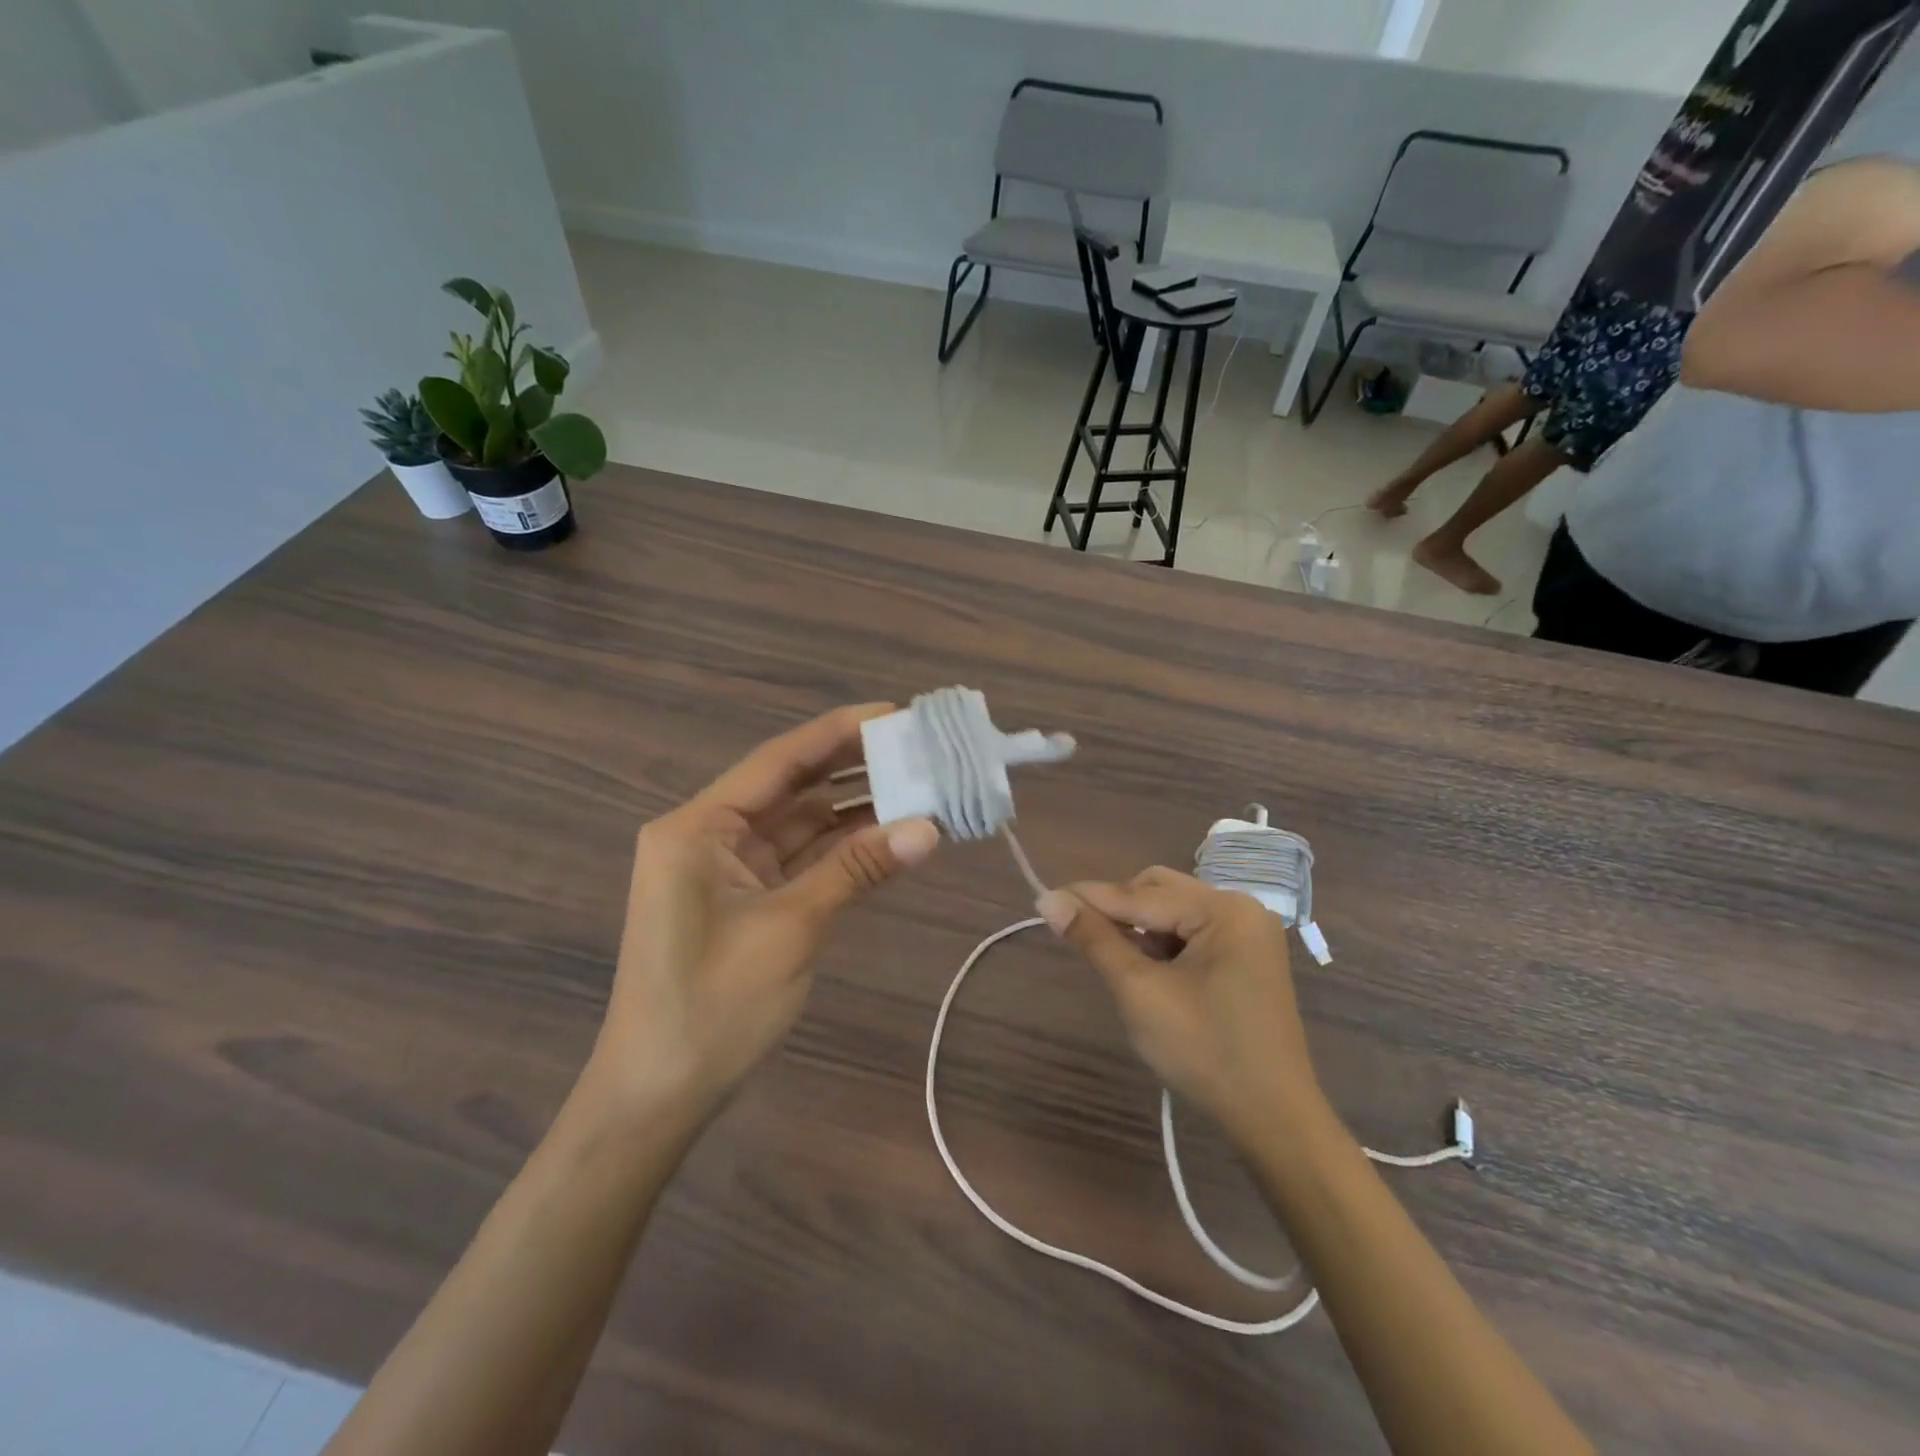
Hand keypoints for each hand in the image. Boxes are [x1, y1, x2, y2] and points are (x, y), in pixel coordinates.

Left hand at [584, 704, 939, 1116]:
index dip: (838, 732)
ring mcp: (727, 868)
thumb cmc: (712, 1007)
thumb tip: (929, 828)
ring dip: (853, 810)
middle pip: (791, 786)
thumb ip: (857, 870)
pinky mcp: (745, 899)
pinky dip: (841, 849)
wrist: (657, 1095)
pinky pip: (800, 859)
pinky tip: (888, 835)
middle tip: (917, 749)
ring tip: (918, 787)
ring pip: (800, 824)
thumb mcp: (790, 929)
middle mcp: (709, 835)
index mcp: (698, 827)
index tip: (894, 713)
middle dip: (852, 768)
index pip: (779, 761)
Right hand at [1038, 869, 1321, 1137]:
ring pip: (1174, 911)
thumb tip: (1048, 900)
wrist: (1273, 1119)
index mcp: (1223, 910)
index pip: (1141, 895)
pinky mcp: (1248, 957)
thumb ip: (1095, 939)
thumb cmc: (1204, 1052)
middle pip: (1160, 890)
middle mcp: (1241, 908)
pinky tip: (1148, 971)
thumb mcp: (1140, 992)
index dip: (1090, 898)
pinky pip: (1192, 933)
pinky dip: (1163, 944)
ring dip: (1140, 928)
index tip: (1043, 898)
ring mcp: (1248, 933)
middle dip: (1119, 910)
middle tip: (1080, 934)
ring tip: (1114, 958)